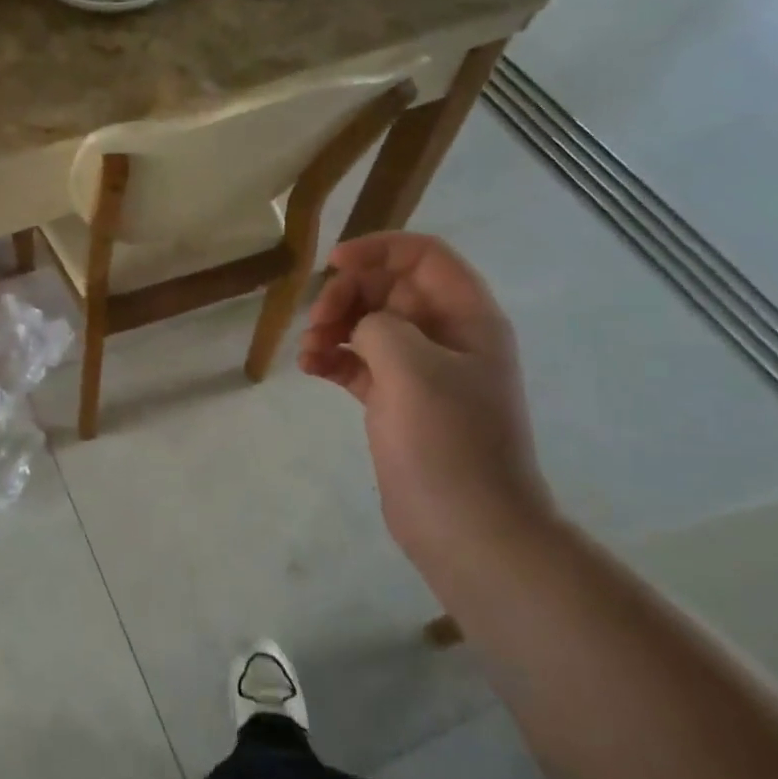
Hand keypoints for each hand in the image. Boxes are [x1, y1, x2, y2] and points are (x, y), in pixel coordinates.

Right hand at [299, 233, 553, 560]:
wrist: (468, 529)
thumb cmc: (448, 442)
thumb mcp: (412, 368)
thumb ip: (380, 325)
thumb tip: (362, 327)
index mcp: (467, 318)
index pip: (423, 256)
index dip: (378, 250)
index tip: (333, 264)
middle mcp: (446, 336)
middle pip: (389, 288)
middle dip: (347, 295)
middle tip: (317, 322)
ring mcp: (421, 371)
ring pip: (368, 324)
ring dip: (333, 327)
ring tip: (309, 352)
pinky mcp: (397, 401)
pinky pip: (358, 361)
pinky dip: (332, 358)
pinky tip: (310, 370)